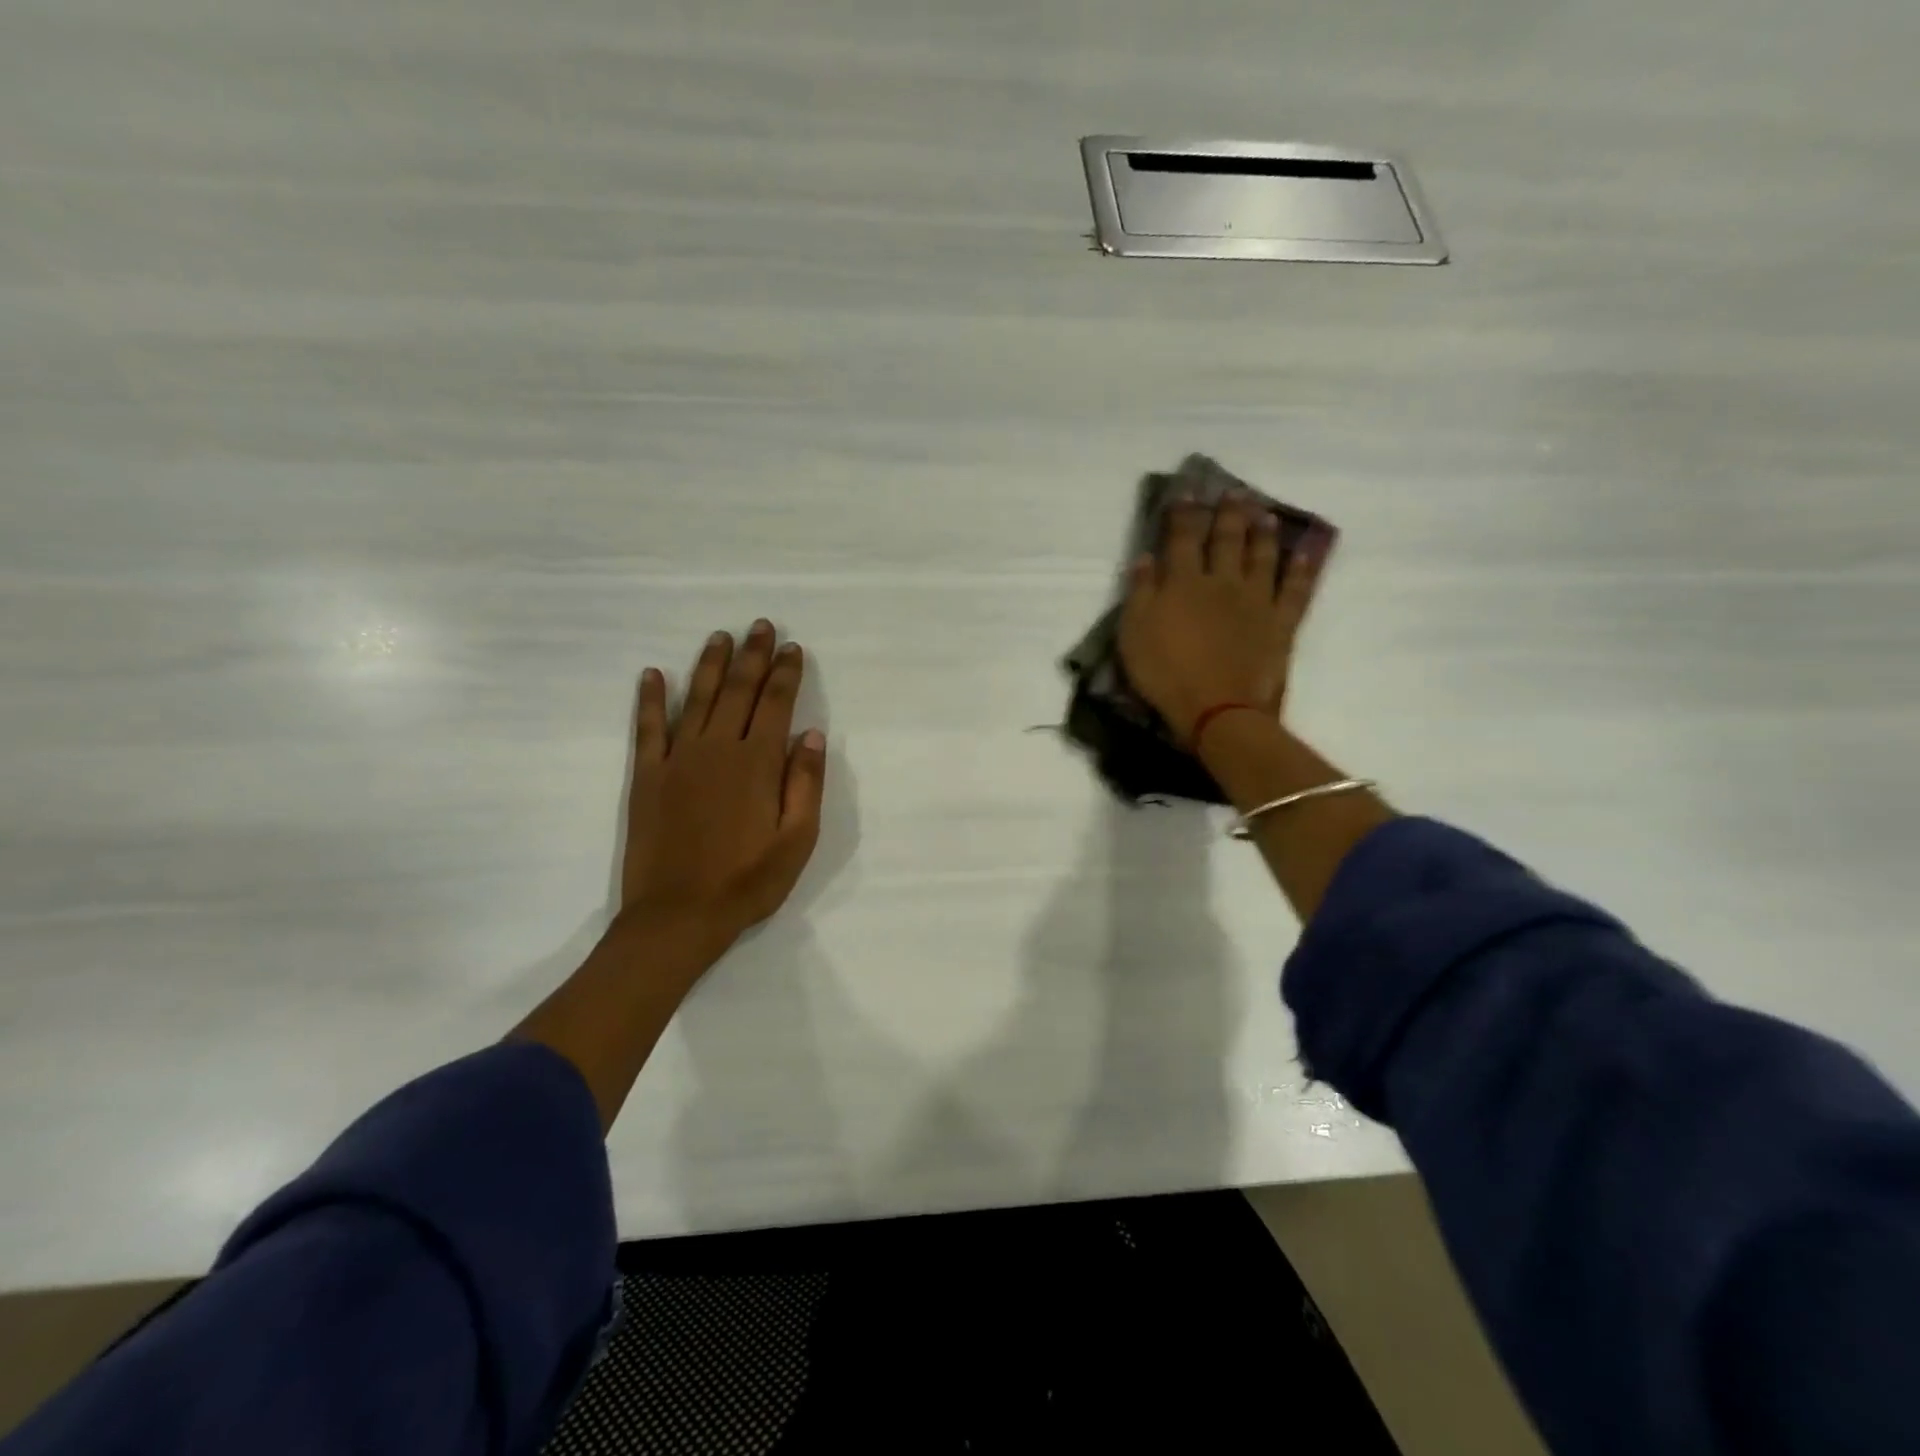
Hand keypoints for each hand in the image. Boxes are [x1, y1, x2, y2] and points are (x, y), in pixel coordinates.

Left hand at [620, 619, 826, 951]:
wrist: (678, 916)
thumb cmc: (747, 881)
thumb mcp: (797, 841)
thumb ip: (805, 784)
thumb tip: (811, 734)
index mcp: (757, 763)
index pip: (775, 704)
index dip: (786, 673)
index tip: (793, 648)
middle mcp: (718, 749)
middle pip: (739, 691)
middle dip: (753, 656)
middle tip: (761, 626)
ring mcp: (678, 759)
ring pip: (698, 699)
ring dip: (711, 665)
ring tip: (721, 637)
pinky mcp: (648, 776)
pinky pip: (649, 728)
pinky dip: (651, 699)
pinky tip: (654, 674)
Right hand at [1117, 491, 1327, 743]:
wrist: (1217, 708)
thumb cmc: (1166, 672)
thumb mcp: (1134, 633)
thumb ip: (1140, 592)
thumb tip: (1145, 557)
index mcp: (1184, 582)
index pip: (1184, 537)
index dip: (1185, 512)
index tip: (1187, 491)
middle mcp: (1223, 581)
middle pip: (1227, 539)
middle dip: (1229, 513)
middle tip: (1234, 492)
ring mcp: (1257, 600)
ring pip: (1263, 556)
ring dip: (1263, 532)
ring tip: (1265, 513)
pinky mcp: (1280, 623)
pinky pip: (1294, 591)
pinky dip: (1300, 571)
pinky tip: (1303, 556)